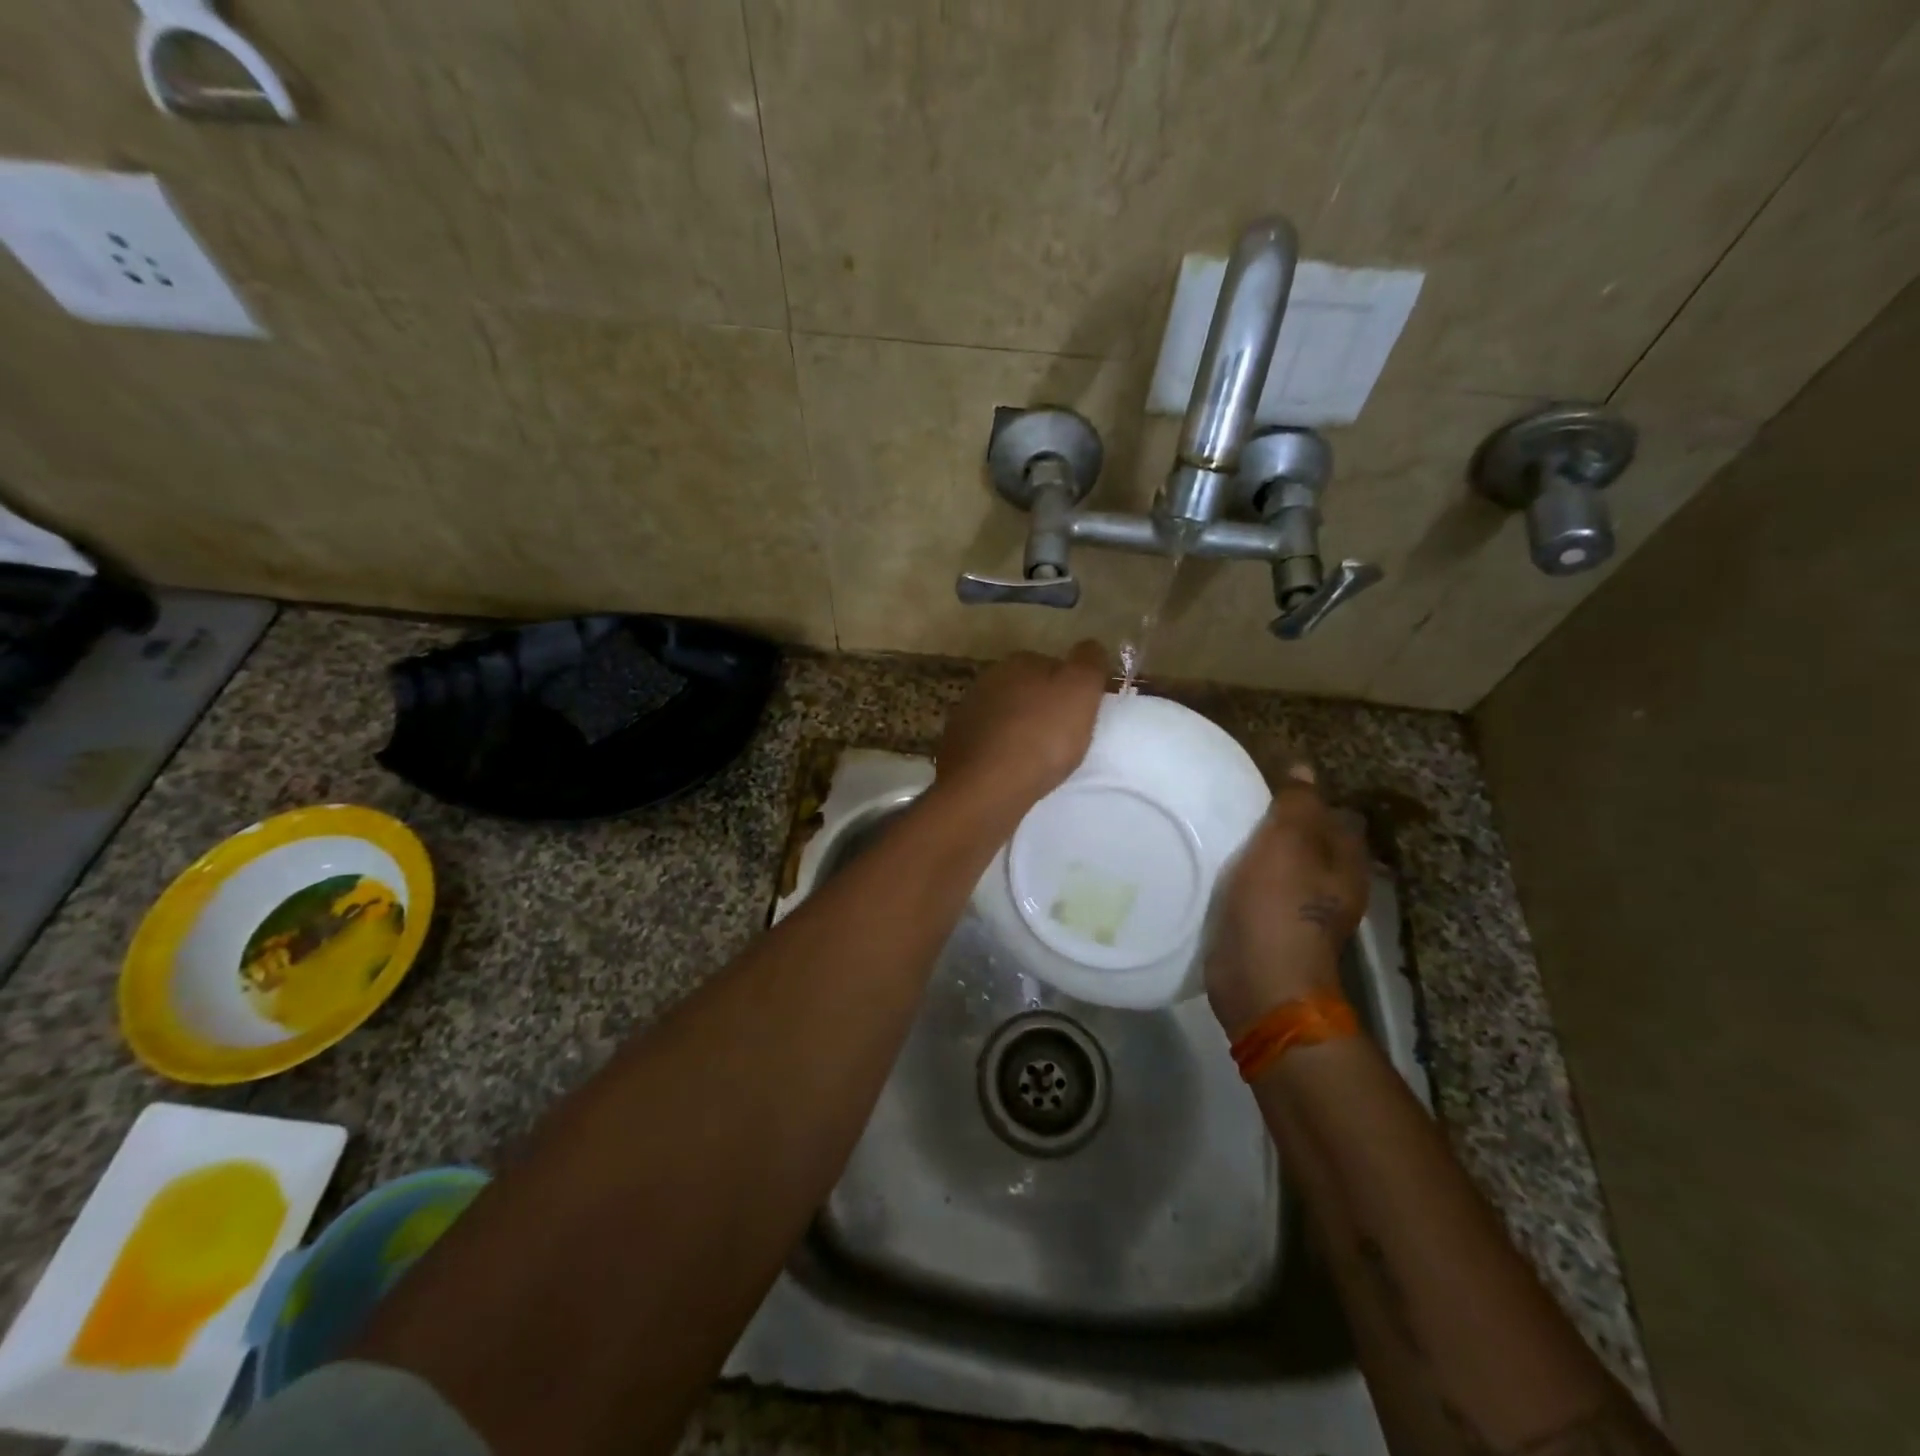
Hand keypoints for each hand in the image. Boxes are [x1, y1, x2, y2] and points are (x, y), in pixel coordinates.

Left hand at [934, 642, 1108, 825]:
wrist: (987, 786)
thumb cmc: (1042, 736)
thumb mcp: (1080, 691)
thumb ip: (1089, 662)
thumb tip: (1089, 648)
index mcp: (1019, 662)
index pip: (1053, 665)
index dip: (1070, 687)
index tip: (1082, 712)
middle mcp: (988, 680)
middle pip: (1026, 690)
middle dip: (1042, 707)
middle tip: (1063, 736)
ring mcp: (967, 713)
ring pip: (1005, 716)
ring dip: (1020, 730)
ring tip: (1039, 758)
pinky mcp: (955, 745)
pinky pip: (988, 743)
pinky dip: (1000, 752)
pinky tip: (1012, 771)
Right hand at [1206, 766, 1369, 1037]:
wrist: (1260, 982)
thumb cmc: (1279, 908)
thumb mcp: (1287, 843)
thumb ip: (1296, 804)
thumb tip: (1303, 769)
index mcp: (1346, 863)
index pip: (1335, 815)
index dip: (1306, 798)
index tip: (1266, 785)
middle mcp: (1331, 887)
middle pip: (1307, 842)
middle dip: (1278, 825)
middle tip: (1237, 806)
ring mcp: (1301, 912)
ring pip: (1281, 868)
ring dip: (1258, 852)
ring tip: (1221, 831)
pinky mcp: (1270, 930)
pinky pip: (1259, 892)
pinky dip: (1243, 879)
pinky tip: (1217, 869)